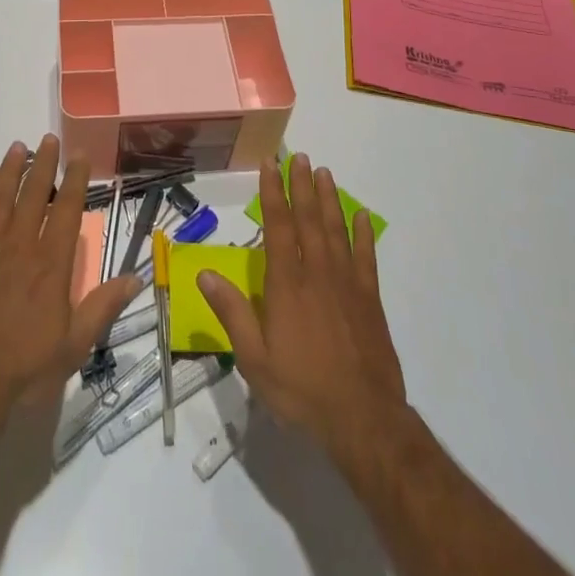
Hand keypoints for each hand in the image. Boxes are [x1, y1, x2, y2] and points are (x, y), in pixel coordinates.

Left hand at [0, 134, 139, 418]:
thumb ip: (102, 307)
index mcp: (51, 265)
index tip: (79, 155)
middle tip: (47, 139)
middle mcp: (20, 248)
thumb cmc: (24, 371)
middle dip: (43, 165)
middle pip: (34, 196)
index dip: (75, 180)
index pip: (68, 210)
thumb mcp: (74, 346)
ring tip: (16, 147)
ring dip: (8, 173)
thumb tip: (135, 278)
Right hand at [199, 153, 405, 458]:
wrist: (363, 419)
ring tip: (325, 173)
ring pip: (336, 230)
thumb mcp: (254, 359)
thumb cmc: (302, 389)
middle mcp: (317, 273)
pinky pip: (366, 257)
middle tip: (300, 157)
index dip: (273, 192)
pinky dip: (363, 234)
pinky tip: (361, 216)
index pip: (277, 226)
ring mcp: (347, 283)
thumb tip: (205, 273)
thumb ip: (232, 312)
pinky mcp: (370, 299)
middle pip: (308, 219)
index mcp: (286, 284)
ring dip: (329, 199)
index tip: (270, 164)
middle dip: (302, 185)